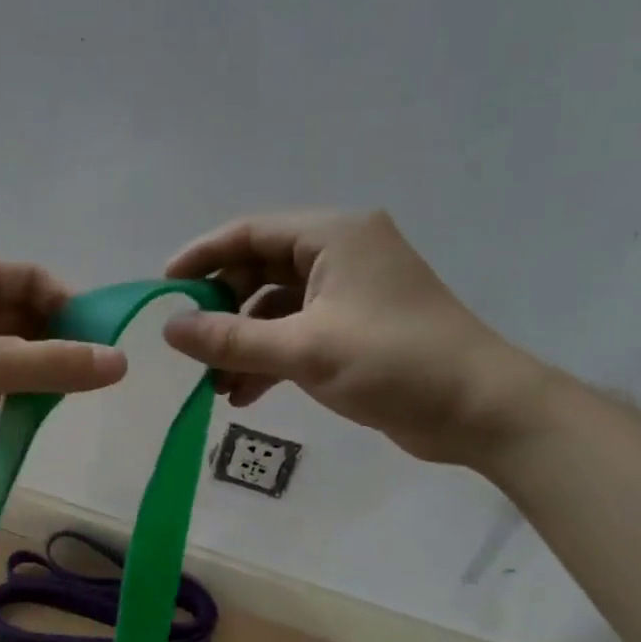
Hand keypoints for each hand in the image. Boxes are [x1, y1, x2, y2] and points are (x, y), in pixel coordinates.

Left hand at [0, 255, 127, 476]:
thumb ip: (57, 364)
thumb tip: (120, 363)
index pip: (32, 277)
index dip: (69, 305)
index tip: (96, 343)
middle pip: (19, 310)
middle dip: (53, 339)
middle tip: (83, 375)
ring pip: (3, 343)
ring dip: (33, 364)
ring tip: (60, 393)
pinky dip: (9, 382)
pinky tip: (24, 405)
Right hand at [162, 210, 544, 465]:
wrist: (478, 409)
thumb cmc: (393, 362)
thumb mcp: (303, 349)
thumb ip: (231, 339)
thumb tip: (169, 328)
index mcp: (333, 236)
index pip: (250, 233)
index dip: (202, 257)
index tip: (163, 288)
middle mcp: (340, 255)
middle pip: (259, 271)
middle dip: (222, 312)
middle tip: (190, 348)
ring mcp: (349, 294)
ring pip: (274, 309)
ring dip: (242, 344)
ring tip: (214, 385)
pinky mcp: (354, 331)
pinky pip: (295, 335)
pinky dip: (268, 360)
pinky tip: (244, 395)